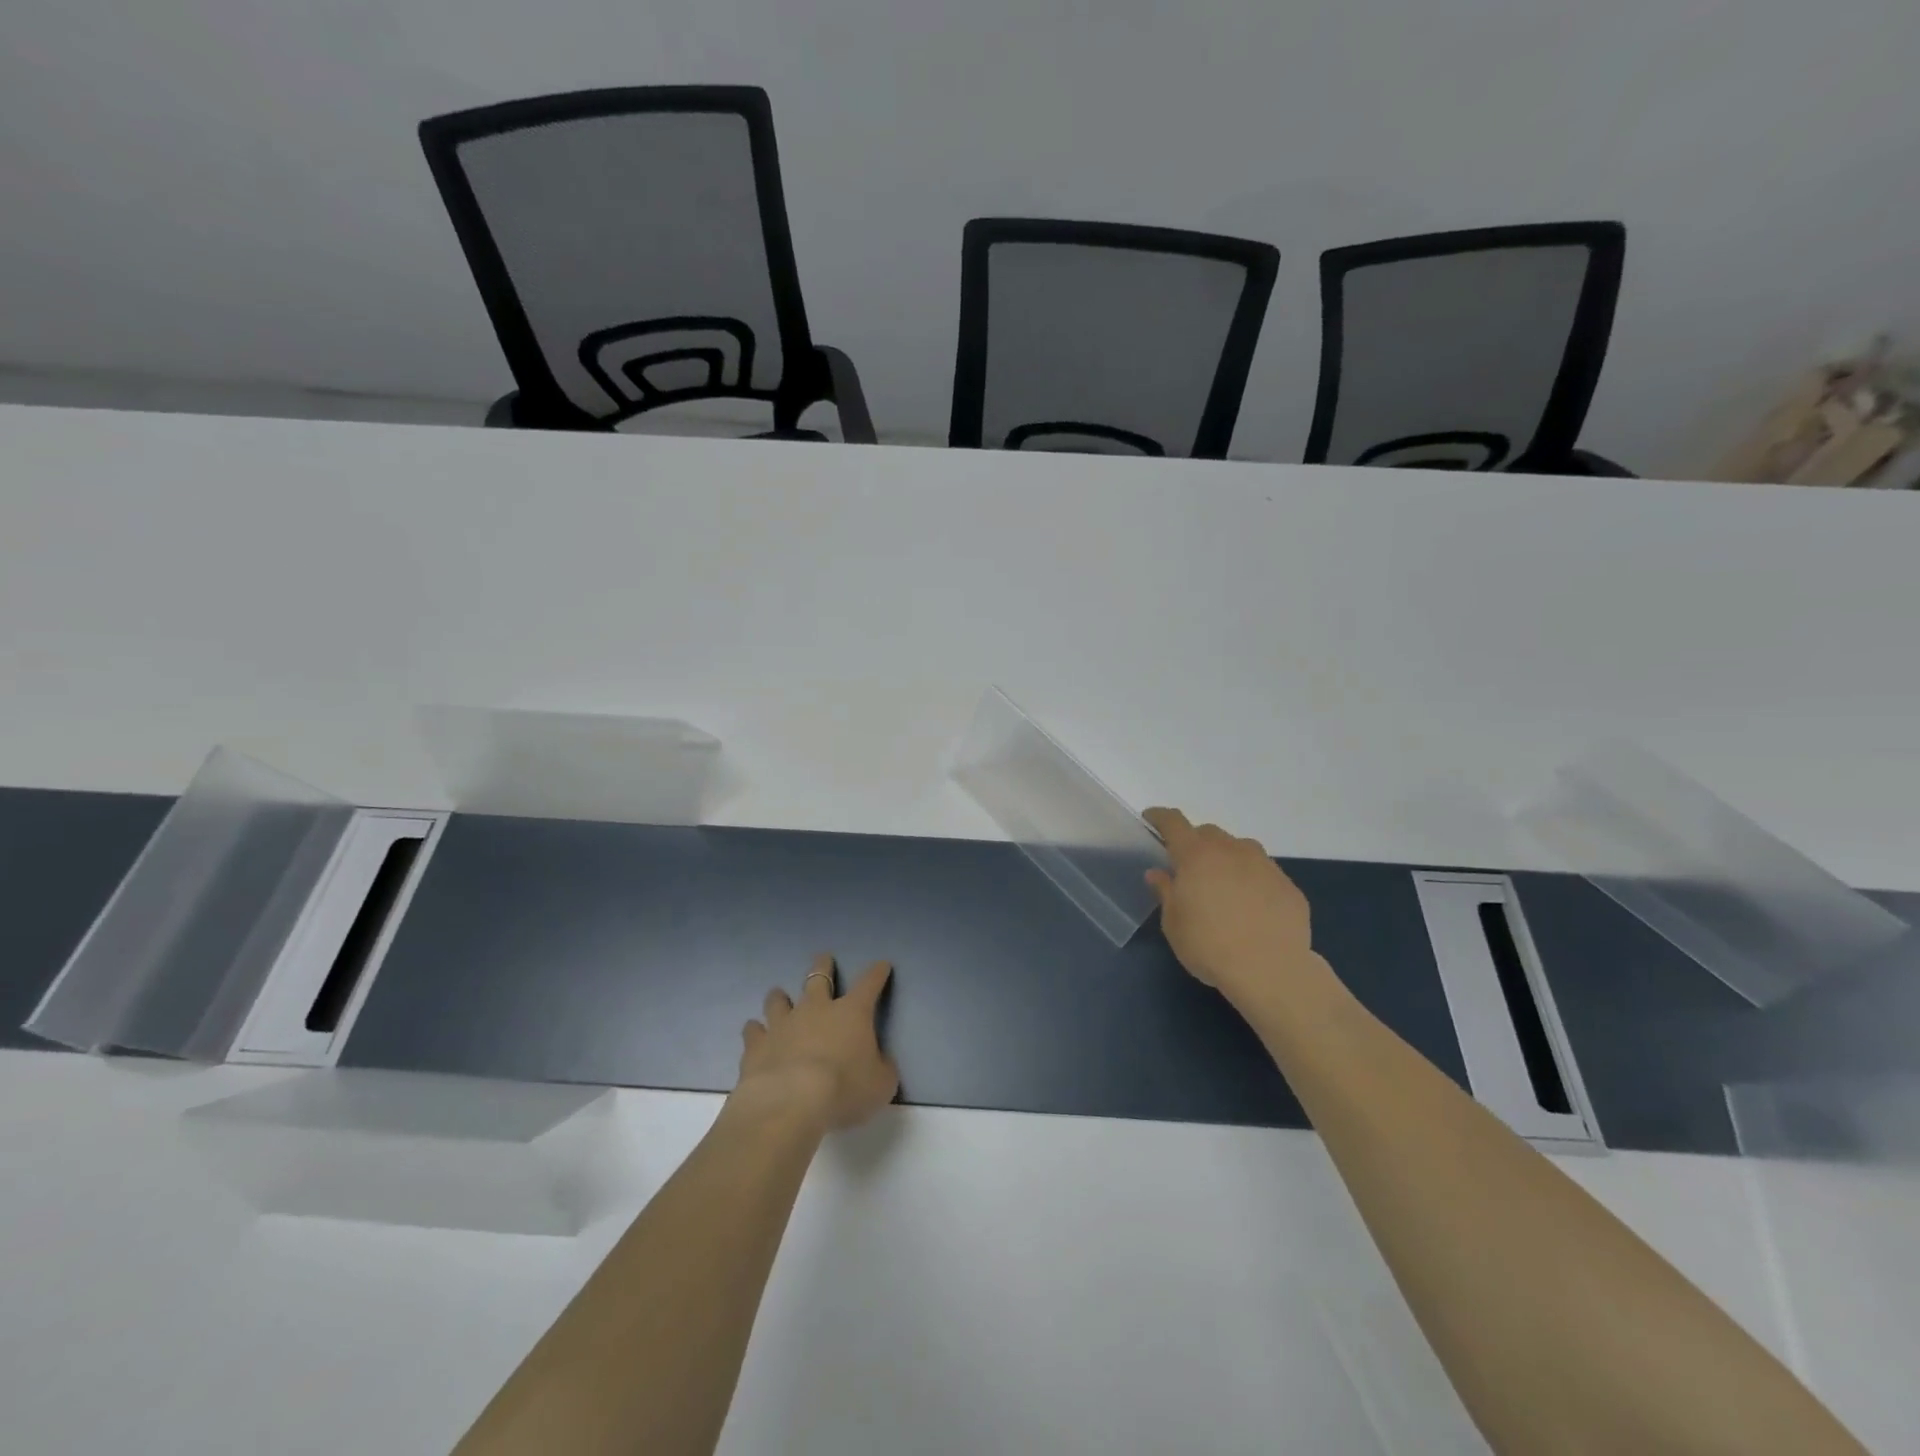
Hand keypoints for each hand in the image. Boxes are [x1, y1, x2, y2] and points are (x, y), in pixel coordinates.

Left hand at [734, 954, 898, 1130]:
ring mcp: (783, 1024)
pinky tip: (754, 1031)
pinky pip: (753, 1031)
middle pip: (819, 977)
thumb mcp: (881, 1085)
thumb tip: (879, 1062)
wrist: (791, 1103)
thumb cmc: (845, 1090)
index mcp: (852, 1013)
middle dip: (823, 966)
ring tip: (779, 996)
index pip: (869, 984)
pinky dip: (755, 1030)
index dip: (877, 973)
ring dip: (780, 997)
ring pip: (779, 1000)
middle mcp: (816, 1009)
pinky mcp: (757, 1045)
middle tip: (824, 958)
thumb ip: (882, 1068)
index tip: (881, 964)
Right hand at [1144, 808, 1317, 1003]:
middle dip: (1195, 843)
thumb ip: (1166, 892)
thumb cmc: (1209, 946)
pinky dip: (1252, 881)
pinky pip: (1263, 874)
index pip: (1173, 822)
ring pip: (1240, 849)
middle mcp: (1231, 850)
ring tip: (1223, 886)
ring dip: (1227, 859)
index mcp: (1196, 855)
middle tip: (1188, 867)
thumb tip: (1158, 873)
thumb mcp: (1174, 924)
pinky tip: (1252, 908)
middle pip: (1208, 833)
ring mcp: (1264, 865)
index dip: (1160, 817)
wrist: (1271, 970)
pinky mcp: (1288, 886)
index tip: (1151, 819)